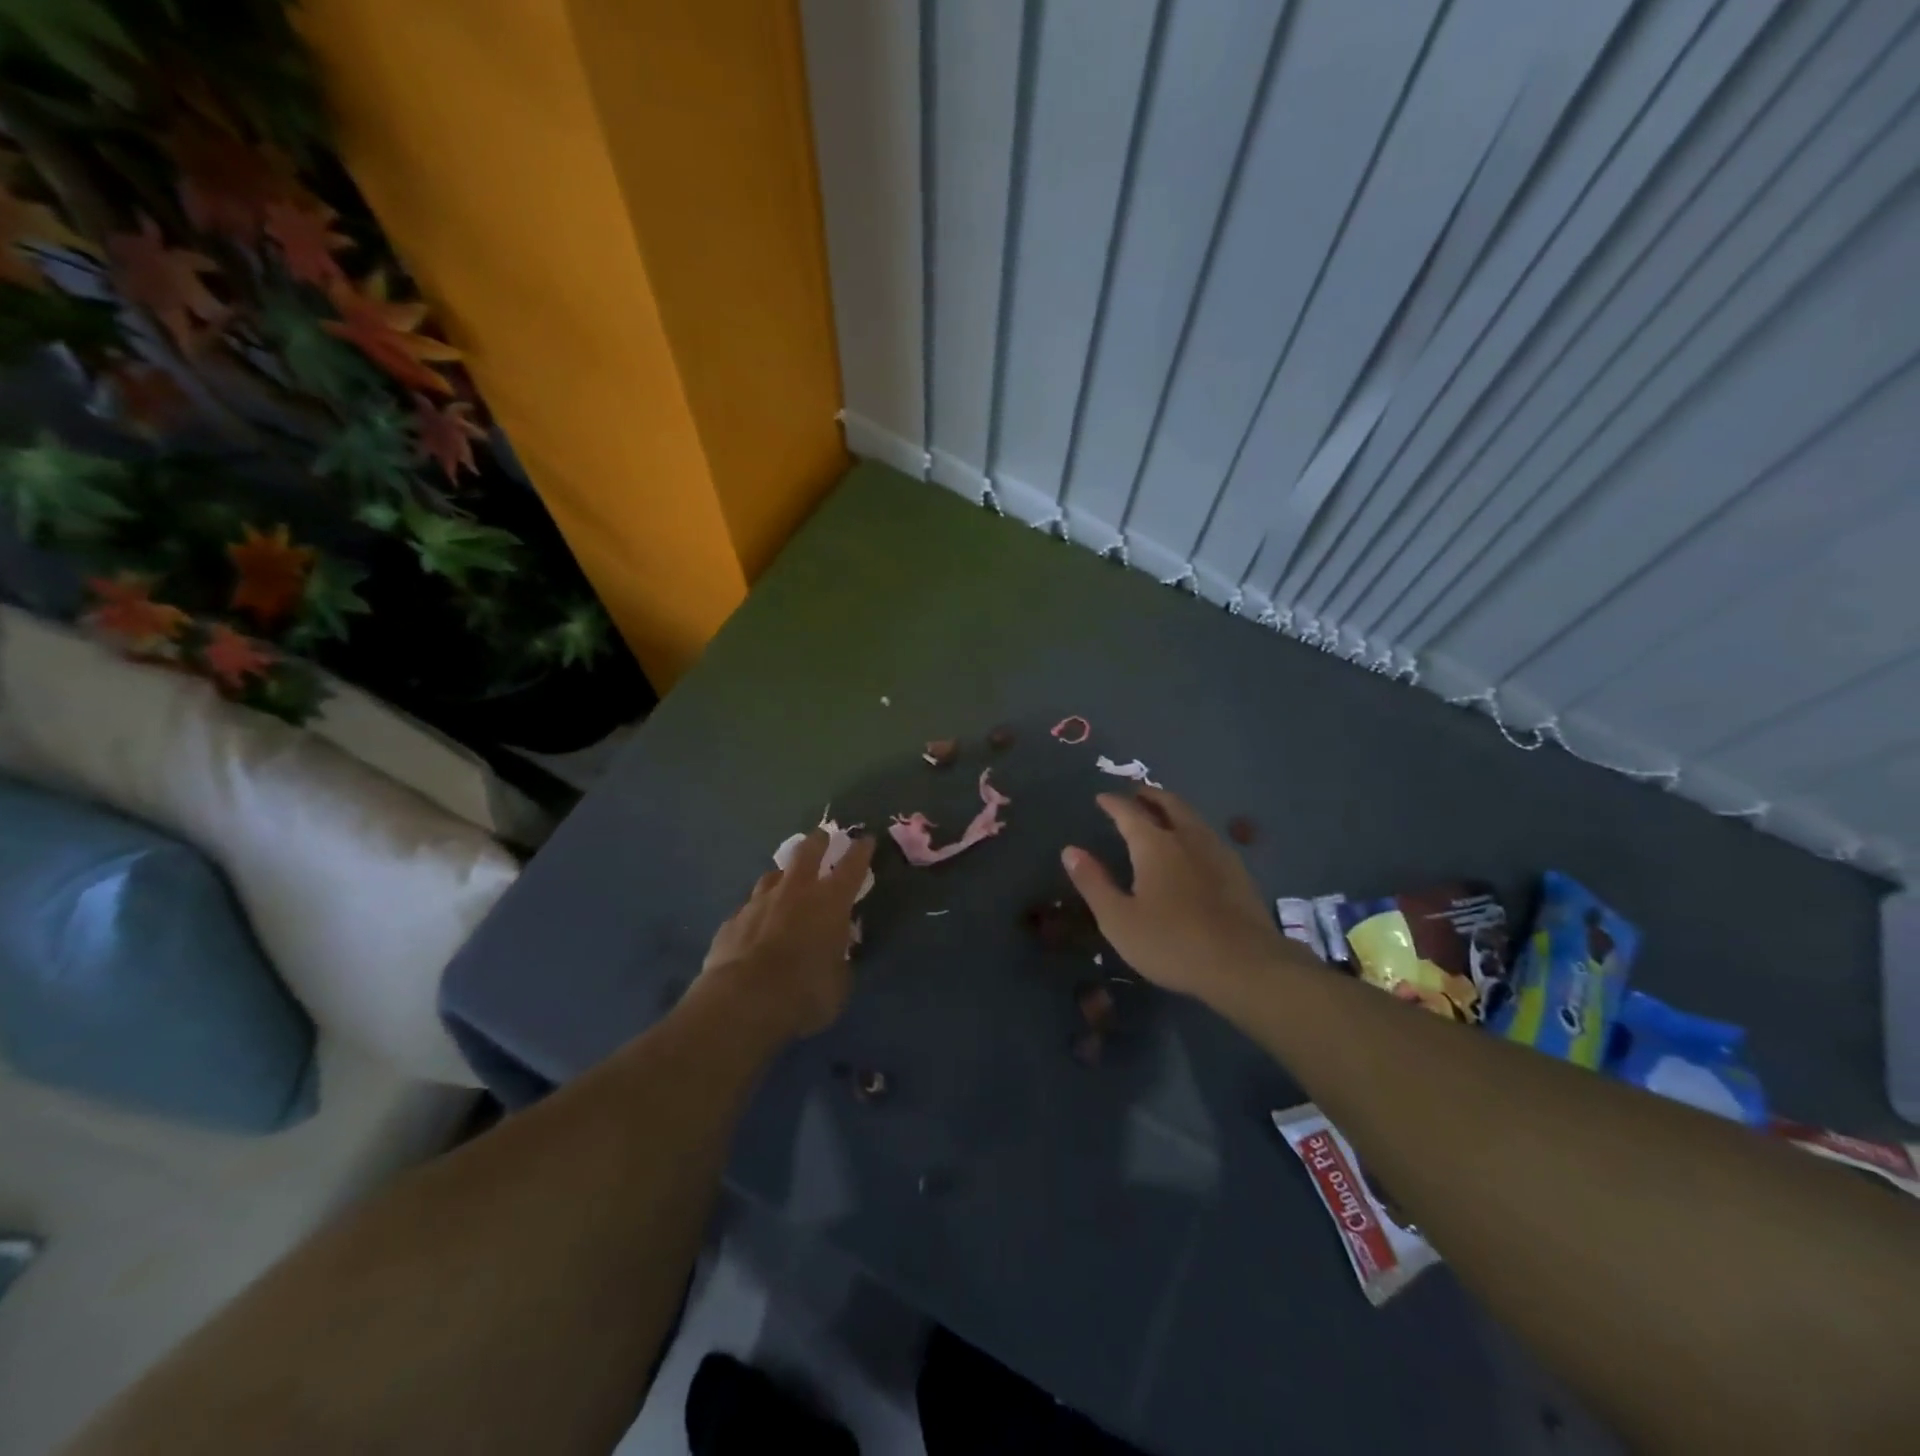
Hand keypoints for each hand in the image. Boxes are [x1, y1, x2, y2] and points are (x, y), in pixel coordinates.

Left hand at [699, 830, 876, 1040]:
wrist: (742, 1001)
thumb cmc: (804, 992)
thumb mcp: (838, 984)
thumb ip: (839, 961)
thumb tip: (836, 955)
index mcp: (830, 902)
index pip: (852, 866)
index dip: (861, 851)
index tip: (865, 838)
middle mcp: (796, 891)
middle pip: (807, 852)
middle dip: (818, 842)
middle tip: (822, 836)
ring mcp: (759, 902)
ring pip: (772, 876)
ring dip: (783, 875)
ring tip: (785, 879)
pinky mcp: (732, 921)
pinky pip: (748, 908)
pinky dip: (757, 910)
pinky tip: (755, 923)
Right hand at [1062, 789, 1297, 1003]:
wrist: (1245, 965)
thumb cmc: (1172, 943)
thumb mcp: (1119, 919)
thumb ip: (1093, 883)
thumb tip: (1070, 850)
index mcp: (1154, 845)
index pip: (1129, 812)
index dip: (1113, 803)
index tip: (1101, 798)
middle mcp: (1187, 838)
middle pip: (1168, 803)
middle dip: (1149, 795)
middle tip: (1136, 794)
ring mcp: (1217, 852)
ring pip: (1192, 817)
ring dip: (1174, 808)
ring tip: (1163, 813)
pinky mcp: (1238, 871)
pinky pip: (1209, 835)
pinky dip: (1193, 829)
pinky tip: (1193, 847)